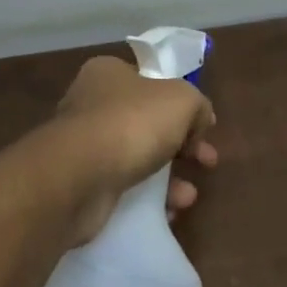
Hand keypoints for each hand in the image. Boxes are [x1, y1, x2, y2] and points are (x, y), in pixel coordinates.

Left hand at [48, 55, 217, 243]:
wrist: (79, 177)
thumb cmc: (131, 123)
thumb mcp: (182, 99)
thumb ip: (197, 104)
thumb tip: (200, 120)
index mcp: (109, 74)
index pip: (151, 82)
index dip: (182, 103)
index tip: (204, 127)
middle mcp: (91, 105)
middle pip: (147, 123)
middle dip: (182, 146)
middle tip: (206, 162)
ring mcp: (84, 146)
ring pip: (137, 159)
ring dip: (169, 179)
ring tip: (186, 197)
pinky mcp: (81, 183)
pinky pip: (123, 189)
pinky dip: (147, 200)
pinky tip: (166, 212)